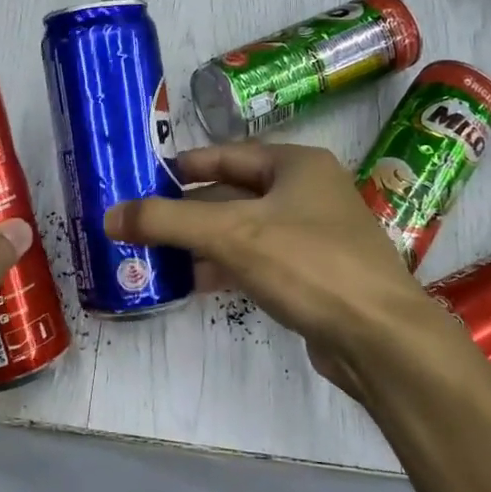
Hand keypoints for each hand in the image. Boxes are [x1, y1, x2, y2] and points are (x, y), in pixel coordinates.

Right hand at [106, 143, 470, 398]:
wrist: (381, 338)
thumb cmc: (308, 264)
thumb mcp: (231, 234)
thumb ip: (167, 221)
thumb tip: (109, 215)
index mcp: (296, 164)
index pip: (226, 154)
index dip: (183, 166)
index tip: (143, 178)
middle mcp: (308, 192)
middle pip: (233, 193)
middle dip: (188, 210)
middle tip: (142, 222)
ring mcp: (315, 235)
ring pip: (245, 230)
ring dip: (203, 241)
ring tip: (157, 255)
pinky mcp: (316, 275)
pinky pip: (260, 261)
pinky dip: (227, 267)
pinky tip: (195, 283)